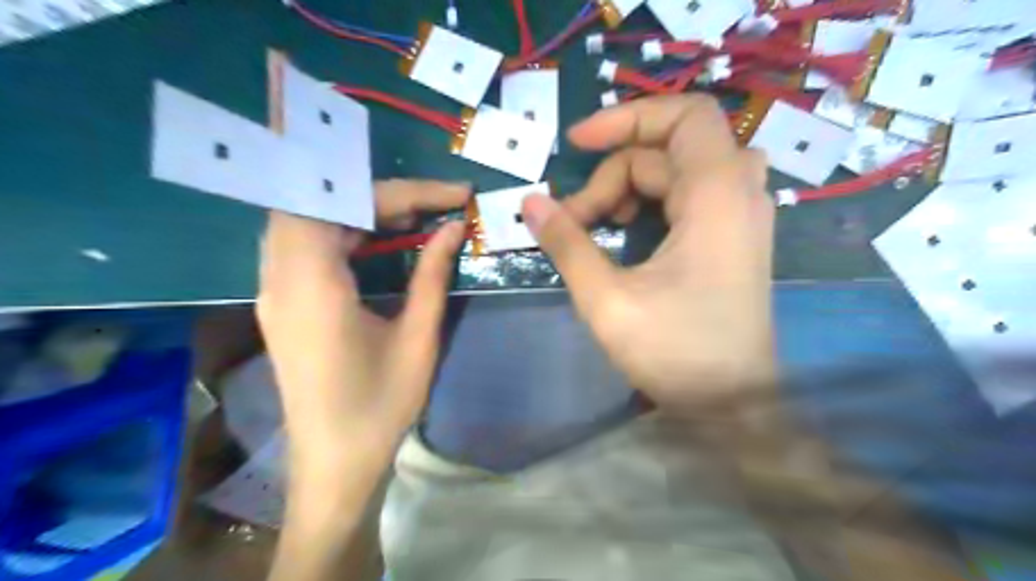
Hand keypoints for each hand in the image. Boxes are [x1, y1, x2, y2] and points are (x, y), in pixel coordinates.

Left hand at [258, 179, 469, 464]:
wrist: (335, 465)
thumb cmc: (380, 407)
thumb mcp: (417, 339)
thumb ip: (433, 275)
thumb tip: (454, 228)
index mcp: (312, 288)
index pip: (344, 203)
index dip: (401, 190)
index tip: (452, 195)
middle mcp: (280, 279)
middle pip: (320, 203)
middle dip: (381, 195)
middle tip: (433, 206)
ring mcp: (274, 291)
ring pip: (309, 220)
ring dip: (361, 209)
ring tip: (414, 218)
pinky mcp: (282, 303)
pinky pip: (307, 245)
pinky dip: (345, 230)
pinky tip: (379, 240)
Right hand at [522, 94, 772, 407]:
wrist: (733, 405)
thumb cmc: (675, 353)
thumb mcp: (607, 299)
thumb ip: (567, 244)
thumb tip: (530, 203)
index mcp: (717, 196)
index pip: (684, 115)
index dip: (627, 117)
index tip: (576, 144)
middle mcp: (739, 194)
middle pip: (668, 148)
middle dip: (614, 172)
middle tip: (575, 217)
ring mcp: (740, 215)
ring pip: (676, 171)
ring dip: (630, 187)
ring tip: (598, 226)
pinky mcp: (732, 236)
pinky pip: (689, 194)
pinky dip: (651, 202)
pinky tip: (627, 232)